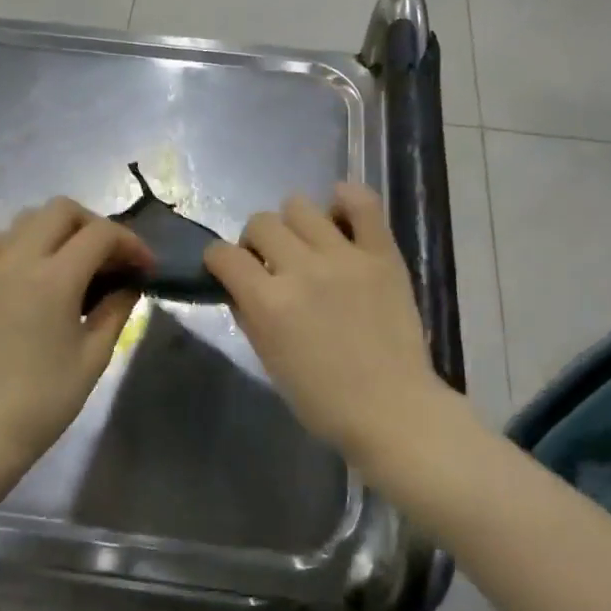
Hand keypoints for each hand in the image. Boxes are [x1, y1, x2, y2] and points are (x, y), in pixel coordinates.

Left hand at [0, 198, 153, 464]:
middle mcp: (18, 259)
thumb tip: (130, 282)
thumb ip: (116, 309)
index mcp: (53, 279)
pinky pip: (1, 236)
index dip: (130, 243)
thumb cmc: (45, 399)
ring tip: (77, 260)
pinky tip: (39, 268)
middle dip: (96, 225)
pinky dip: (26, 239)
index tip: (145, 266)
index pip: (100, 235)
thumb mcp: (94, 355)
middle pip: (62, 210)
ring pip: (29, 217)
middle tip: (112, 258)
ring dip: (60, 227)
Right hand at [206, 184, 440, 459]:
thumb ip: (250, 315)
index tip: (226, 268)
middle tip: (271, 263)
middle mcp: (302, 269)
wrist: (392, 410)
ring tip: (307, 245)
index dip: (217, 259)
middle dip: (255, 242)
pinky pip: (362, 202)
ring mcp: (344, 256)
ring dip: (293, 224)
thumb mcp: (269, 361)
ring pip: (300, 205)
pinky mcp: (381, 253)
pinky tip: (339, 215)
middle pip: (260, 222)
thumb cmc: (323, 399)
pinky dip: (346, 200)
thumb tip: (240, 285)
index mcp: (269, 302)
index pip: (223, 255)